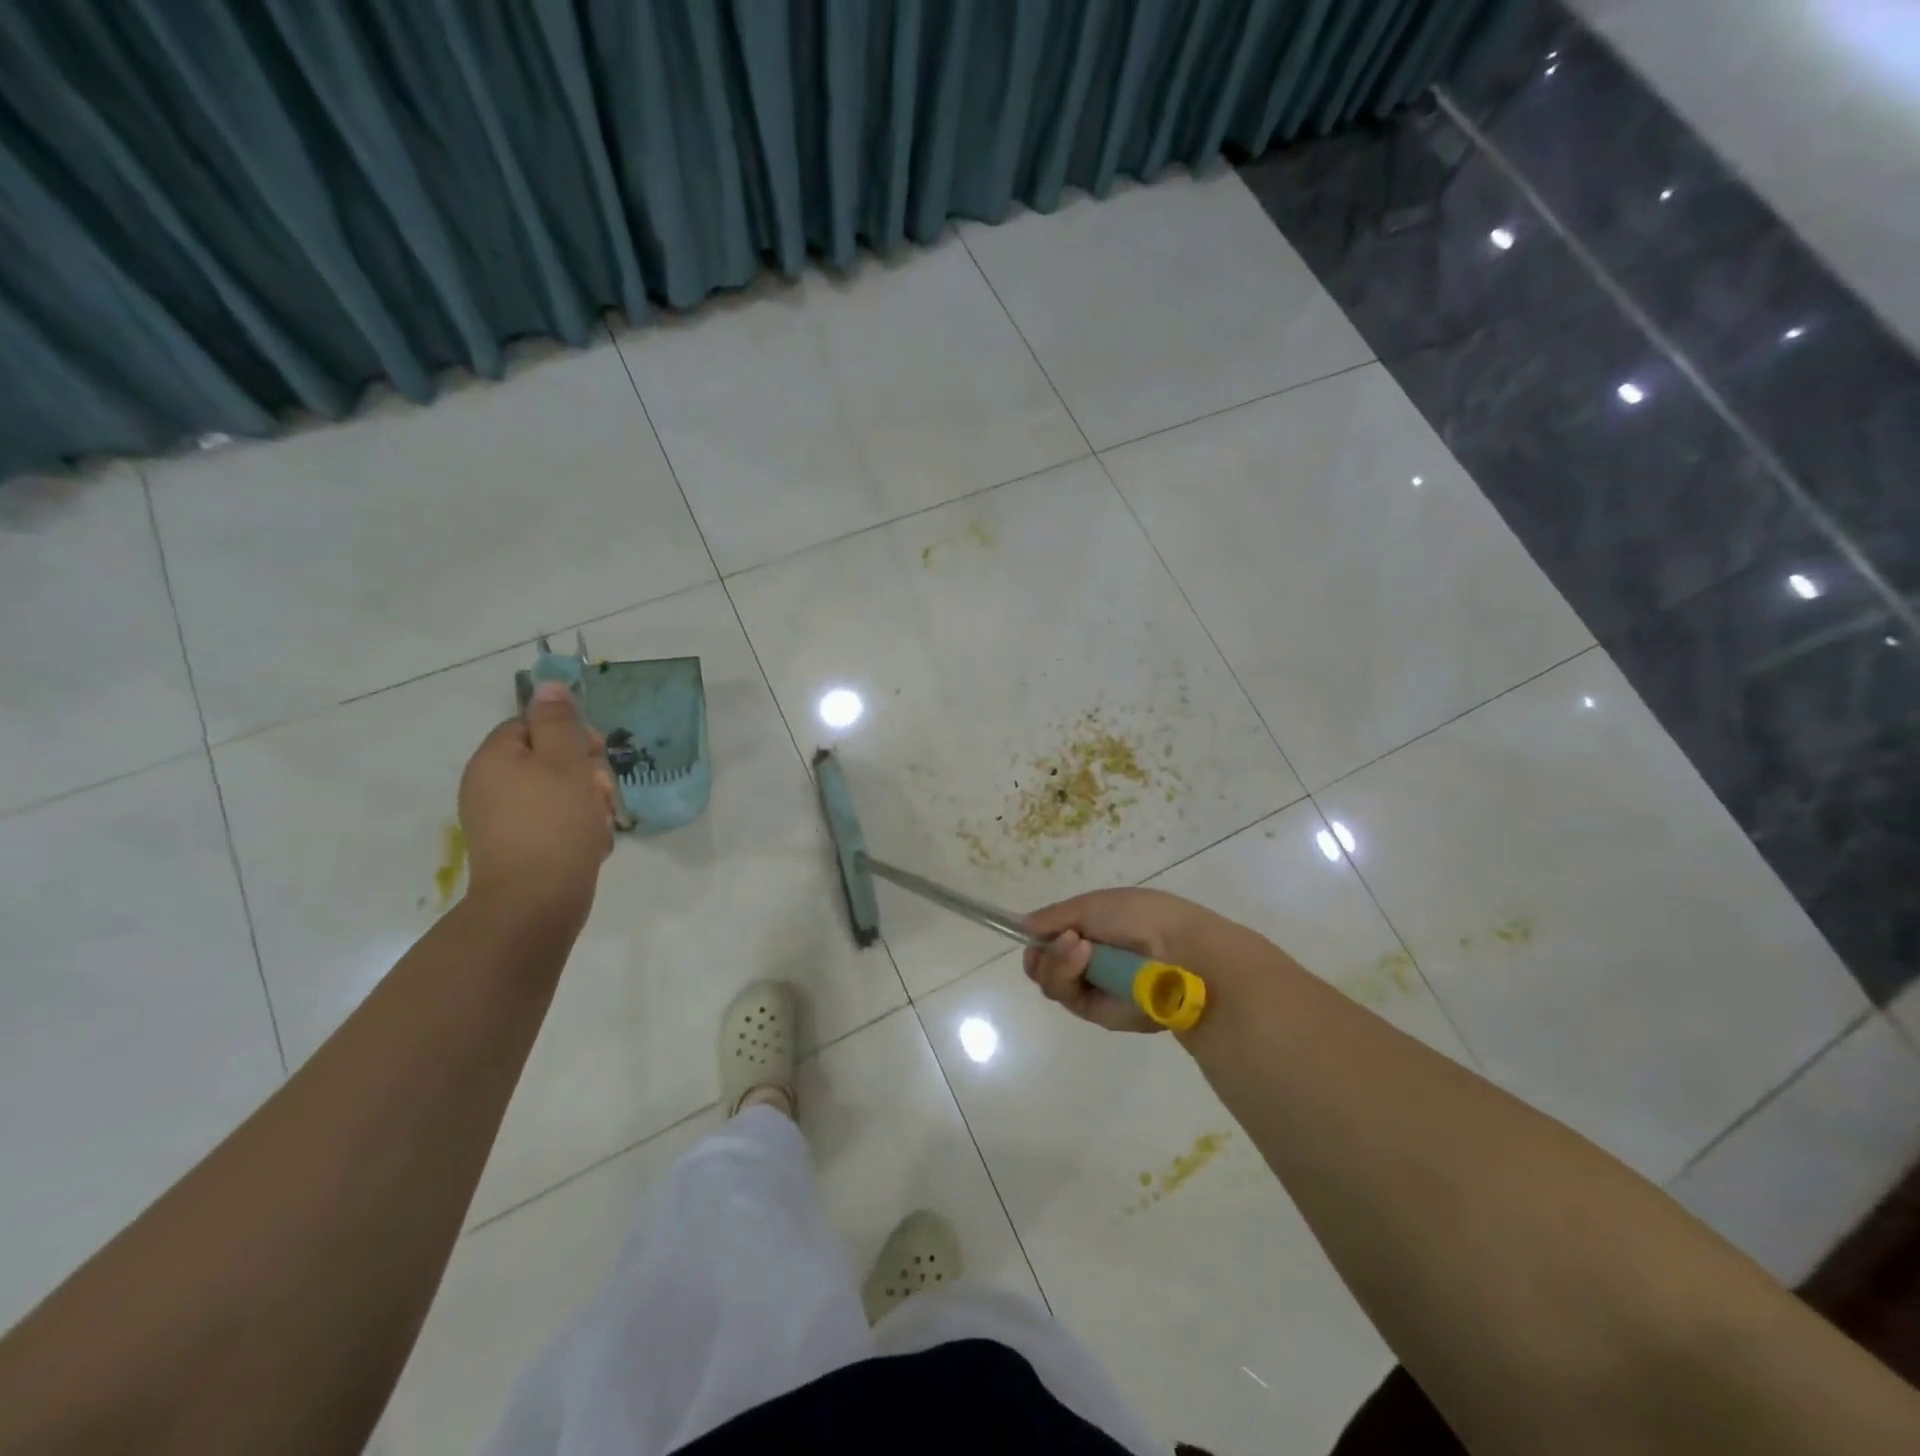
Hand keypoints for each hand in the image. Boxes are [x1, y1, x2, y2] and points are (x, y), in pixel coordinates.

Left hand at [458, 681, 616, 931]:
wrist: (536, 904)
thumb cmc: (554, 825)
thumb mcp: (565, 763)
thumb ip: (560, 721)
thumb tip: (548, 685)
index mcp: (495, 759)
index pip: (533, 726)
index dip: (571, 735)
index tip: (597, 754)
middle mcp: (490, 786)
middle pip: (548, 760)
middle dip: (585, 775)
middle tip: (602, 796)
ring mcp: (502, 821)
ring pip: (557, 794)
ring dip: (587, 804)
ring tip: (599, 826)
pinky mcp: (518, 849)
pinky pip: (553, 824)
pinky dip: (576, 830)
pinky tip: (591, 845)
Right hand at [1022, 887, 1232, 1032]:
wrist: (1178, 951)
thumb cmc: (1140, 917)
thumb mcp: (1092, 904)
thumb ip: (1054, 916)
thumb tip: (1023, 925)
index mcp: (1094, 931)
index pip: (1052, 939)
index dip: (1038, 937)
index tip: (1030, 932)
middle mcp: (1090, 962)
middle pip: (1044, 964)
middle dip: (1044, 951)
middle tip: (1062, 940)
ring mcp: (1094, 988)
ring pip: (1050, 981)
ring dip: (1057, 960)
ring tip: (1078, 946)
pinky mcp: (1098, 1013)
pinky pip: (1066, 997)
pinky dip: (1068, 973)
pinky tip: (1084, 956)